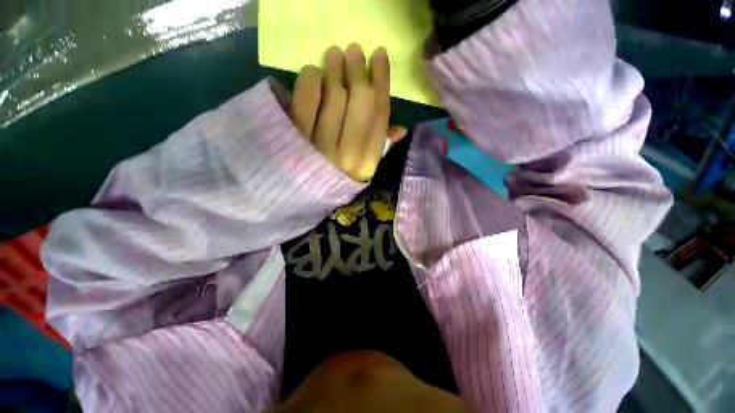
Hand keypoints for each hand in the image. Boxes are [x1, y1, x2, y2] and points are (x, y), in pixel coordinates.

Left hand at [289, 44, 406, 181]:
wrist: (298, 194)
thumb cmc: (335, 179)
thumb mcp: (361, 168)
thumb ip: (380, 148)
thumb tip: (401, 128)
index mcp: (368, 164)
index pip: (380, 116)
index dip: (382, 81)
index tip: (379, 56)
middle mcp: (348, 157)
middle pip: (361, 104)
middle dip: (359, 71)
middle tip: (354, 50)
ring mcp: (321, 149)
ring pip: (334, 99)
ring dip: (335, 70)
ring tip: (334, 54)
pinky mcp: (296, 140)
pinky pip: (305, 102)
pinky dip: (310, 81)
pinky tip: (313, 72)